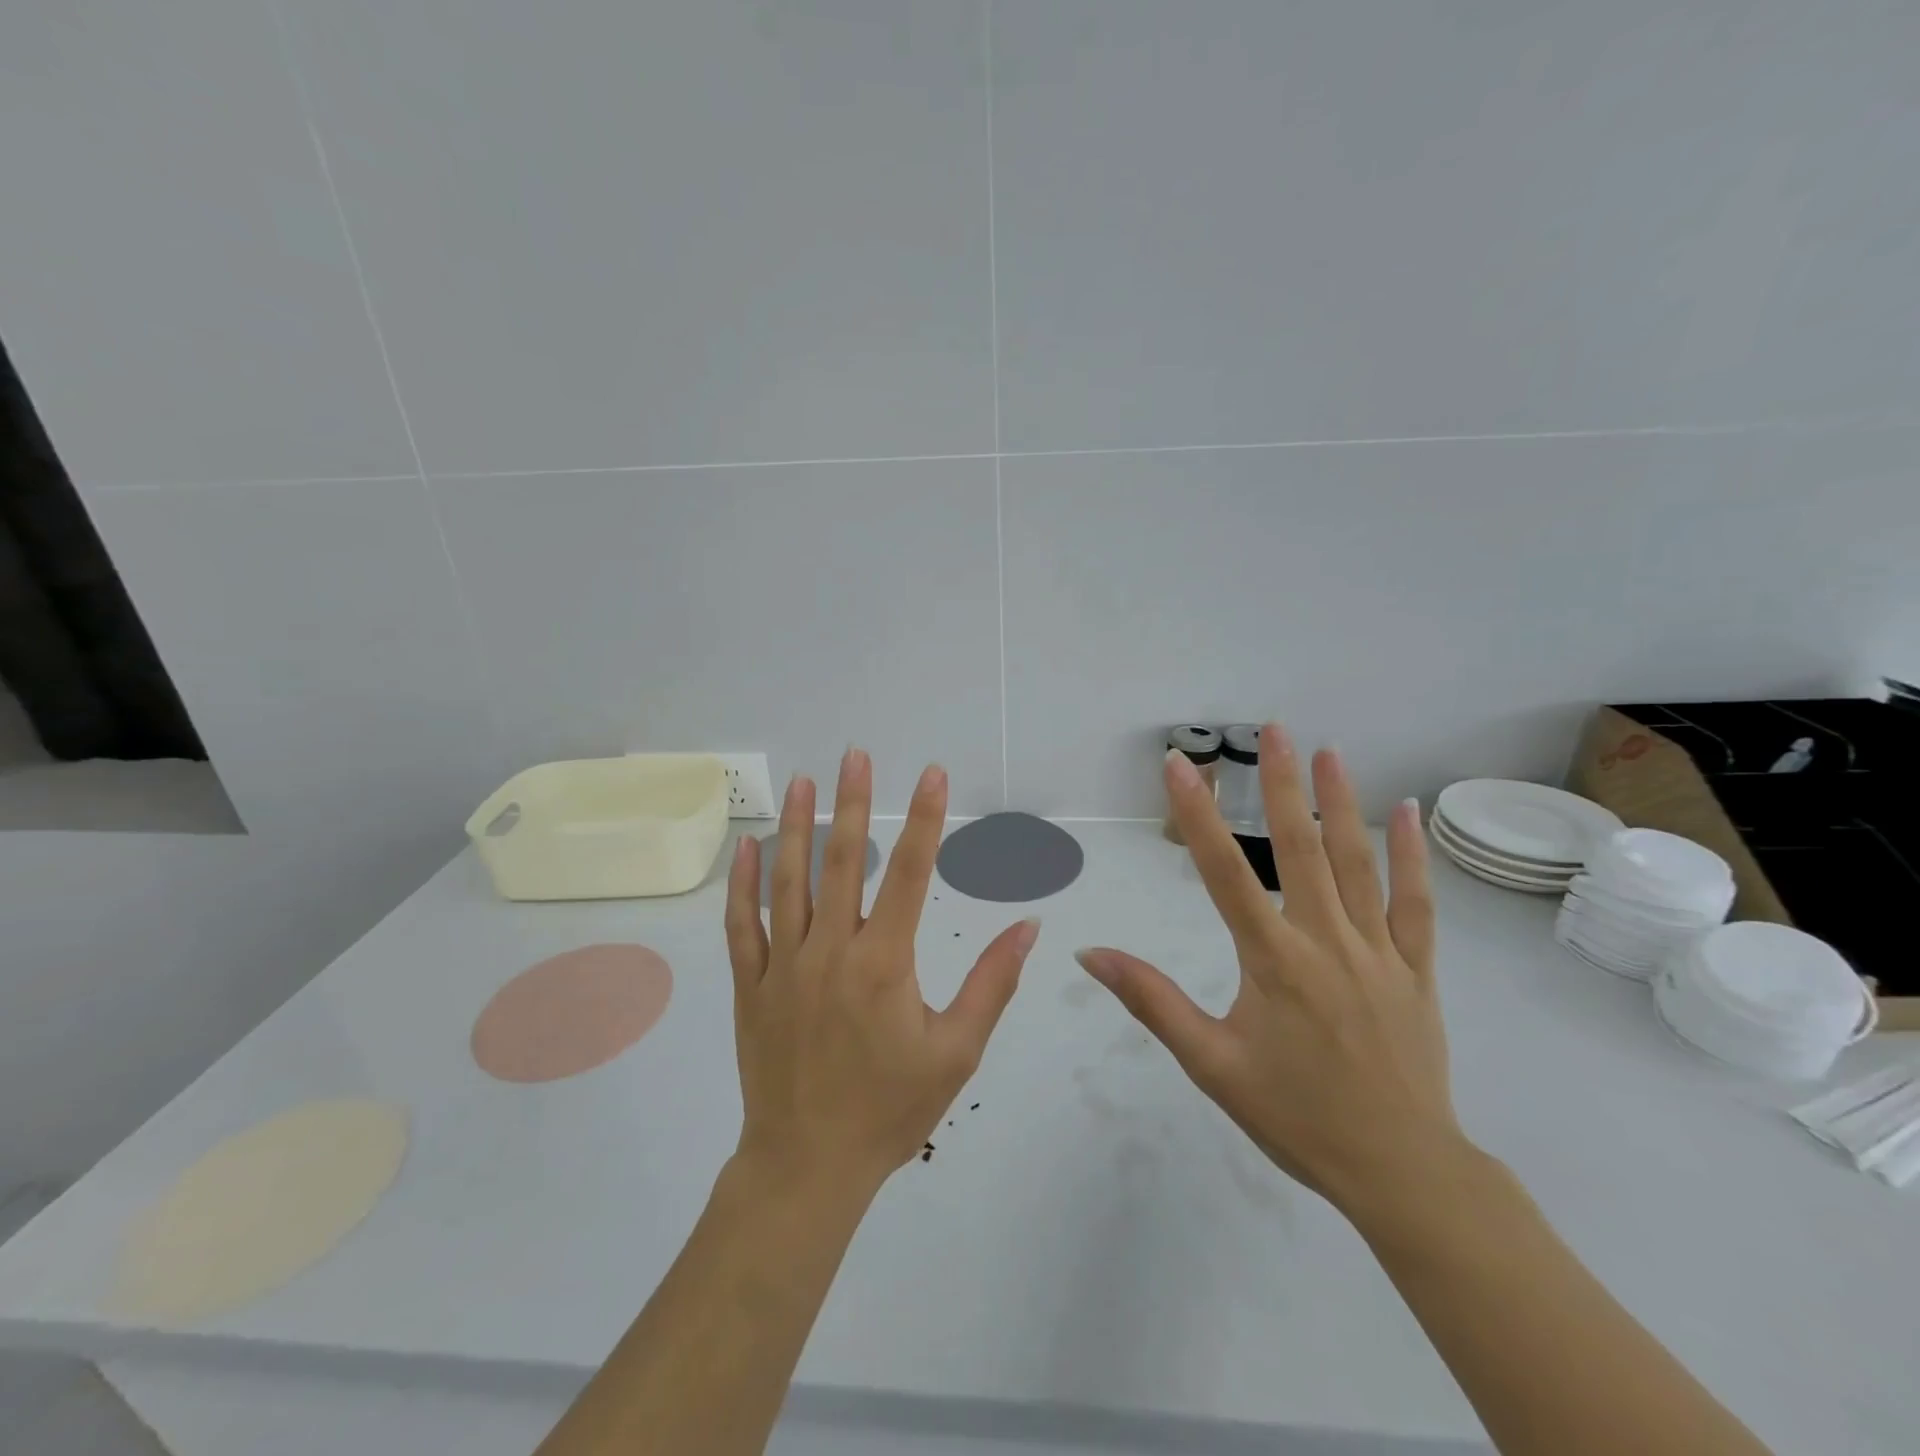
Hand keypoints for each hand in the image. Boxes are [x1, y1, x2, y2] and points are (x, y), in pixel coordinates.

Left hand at [724, 749, 1040, 1196]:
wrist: (808, 1166)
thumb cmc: (890, 1110)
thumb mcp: (957, 1051)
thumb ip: (991, 982)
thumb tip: (1028, 926)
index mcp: (883, 963)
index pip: (908, 873)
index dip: (923, 819)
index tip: (931, 774)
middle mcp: (830, 951)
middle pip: (841, 861)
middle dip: (852, 802)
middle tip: (854, 755)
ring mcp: (782, 965)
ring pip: (787, 881)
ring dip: (794, 827)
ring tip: (801, 782)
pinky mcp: (749, 986)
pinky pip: (741, 925)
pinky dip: (742, 884)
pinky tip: (745, 848)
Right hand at [1075, 724, 1467, 1224]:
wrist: (1401, 1171)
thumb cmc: (1296, 1116)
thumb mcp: (1211, 1064)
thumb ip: (1152, 1002)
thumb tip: (1091, 956)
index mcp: (1273, 960)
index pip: (1223, 873)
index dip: (1197, 815)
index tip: (1180, 765)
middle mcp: (1326, 941)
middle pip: (1300, 849)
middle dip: (1281, 784)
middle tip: (1273, 729)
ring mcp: (1378, 952)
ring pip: (1358, 864)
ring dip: (1341, 803)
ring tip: (1329, 751)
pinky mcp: (1416, 970)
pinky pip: (1416, 903)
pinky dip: (1412, 856)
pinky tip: (1409, 812)